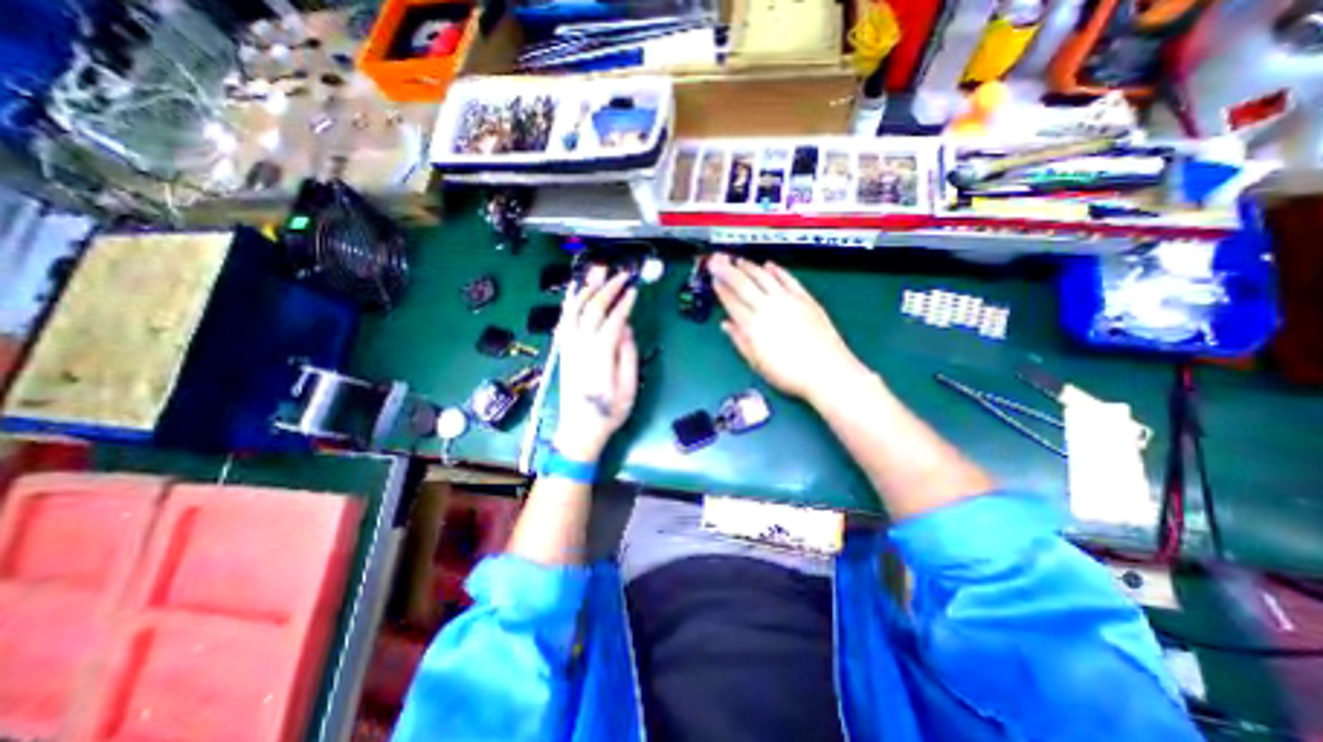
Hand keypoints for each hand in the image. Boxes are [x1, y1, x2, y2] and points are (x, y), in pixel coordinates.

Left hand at [553, 267, 639, 462]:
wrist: (580, 430)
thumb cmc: (609, 412)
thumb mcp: (628, 388)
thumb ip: (628, 355)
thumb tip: (626, 328)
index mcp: (600, 355)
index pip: (613, 319)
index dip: (624, 302)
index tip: (634, 289)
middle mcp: (581, 346)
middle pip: (593, 309)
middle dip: (608, 289)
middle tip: (621, 275)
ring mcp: (569, 347)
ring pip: (574, 311)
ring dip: (586, 290)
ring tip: (598, 276)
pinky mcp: (563, 351)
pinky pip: (564, 321)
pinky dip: (569, 304)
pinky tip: (574, 294)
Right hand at [713, 255, 870, 404]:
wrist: (826, 371)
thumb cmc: (788, 373)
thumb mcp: (757, 362)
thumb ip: (740, 341)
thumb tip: (726, 325)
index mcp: (753, 326)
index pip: (732, 302)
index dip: (721, 289)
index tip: (713, 279)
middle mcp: (767, 308)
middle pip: (743, 284)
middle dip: (727, 270)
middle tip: (717, 260)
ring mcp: (787, 300)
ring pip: (763, 277)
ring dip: (749, 266)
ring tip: (738, 259)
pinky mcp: (805, 299)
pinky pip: (788, 279)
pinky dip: (777, 270)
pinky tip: (768, 264)